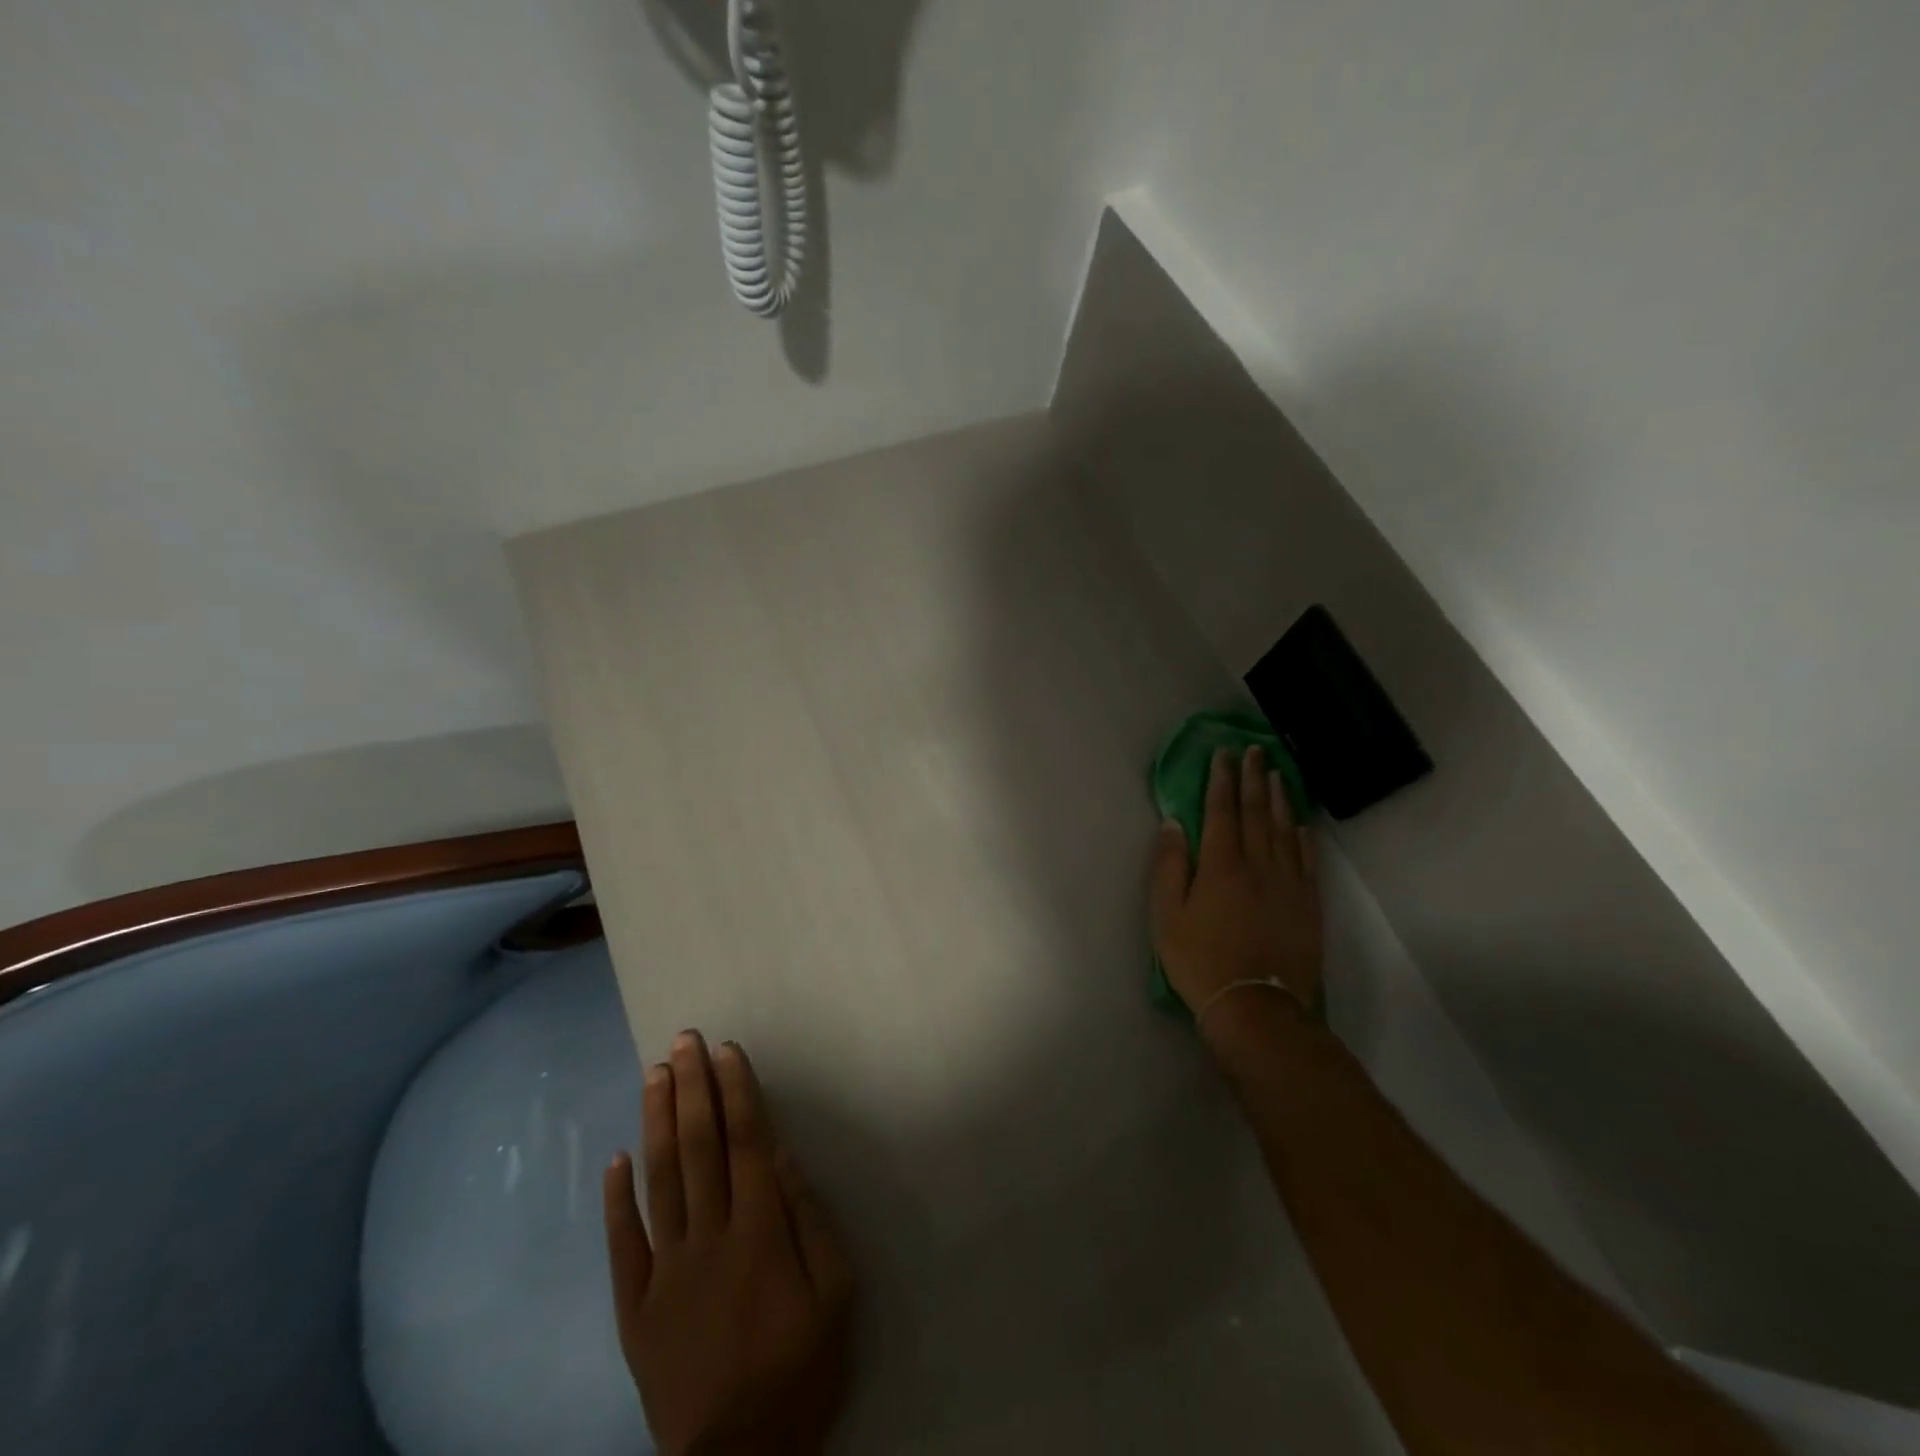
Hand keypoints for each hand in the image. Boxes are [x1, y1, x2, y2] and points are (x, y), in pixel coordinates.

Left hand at [603, 1031, 854, 1455]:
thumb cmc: (799, 1371)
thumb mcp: (835, 1295)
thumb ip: (810, 1219)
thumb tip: (781, 1156)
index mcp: (760, 1233)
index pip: (745, 1143)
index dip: (736, 1092)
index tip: (726, 1050)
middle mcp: (708, 1238)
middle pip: (699, 1148)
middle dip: (693, 1088)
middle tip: (684, 1040)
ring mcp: (665, 1271)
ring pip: (660, 1180)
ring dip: (657, 1122)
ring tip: (655, 1074)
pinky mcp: (635, 1307)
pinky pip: (622, 1245)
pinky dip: (617, 1199)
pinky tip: (616, 1158)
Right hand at [1150, 745, 1322, 1026]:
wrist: (1256, 1007)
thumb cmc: (1200, 961)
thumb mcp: (1166, 916)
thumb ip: (1169, 866)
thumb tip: (1173, 823)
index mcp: (1220, 866)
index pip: (1221, 812)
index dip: (1221, 781)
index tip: (1224, 755)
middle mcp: (1258, 865)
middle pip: (1256, 813)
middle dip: (1254, 779)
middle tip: (1256, 751)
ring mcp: (1288, 884)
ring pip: (1284, 831)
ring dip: (1279, 799)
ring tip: (1279, 774)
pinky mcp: (1308, 905)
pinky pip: (1308, 861)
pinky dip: (1304, 838)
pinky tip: (1301, 824)